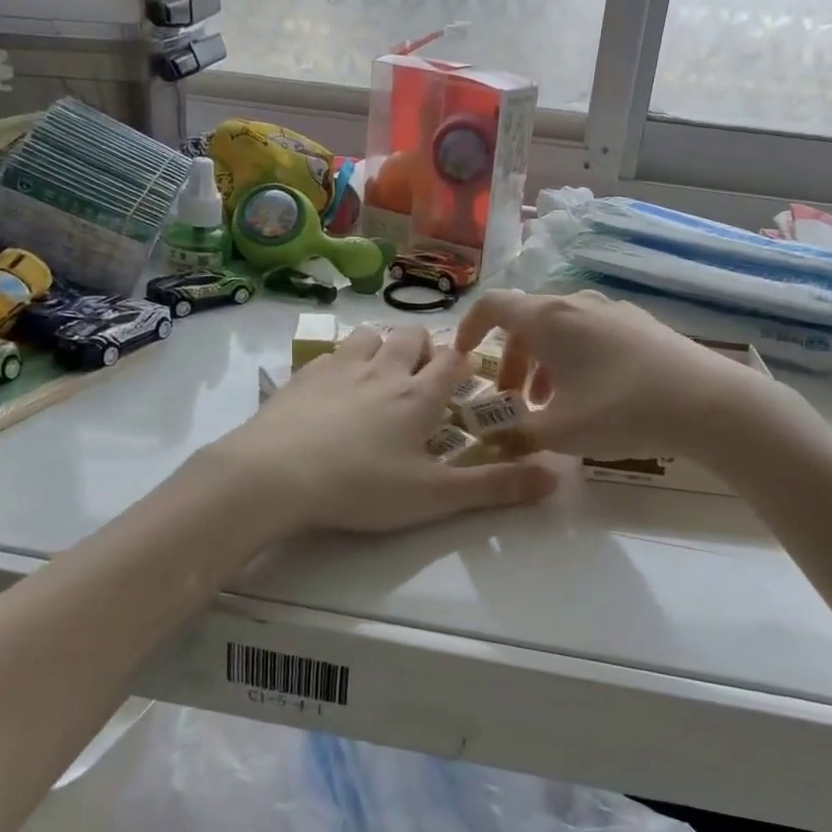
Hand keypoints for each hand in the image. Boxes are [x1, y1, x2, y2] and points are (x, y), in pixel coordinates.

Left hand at [211, 323, 557, 535]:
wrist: (275, 475)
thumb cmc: (362, 486)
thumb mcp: (434, 497)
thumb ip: (495, 487)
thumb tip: (556, 475)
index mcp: (418, 395)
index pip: (452, 361)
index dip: (464, 360)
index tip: (468, 371)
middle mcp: (383, 370)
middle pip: (411, 336)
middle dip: (424, 347)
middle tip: (423, 375)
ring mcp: (340, 368)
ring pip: (370, 335)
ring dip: (383, 344)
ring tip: (382, 371)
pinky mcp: (303, 376)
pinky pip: (332, 353)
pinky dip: (343, 360)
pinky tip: (334, 385)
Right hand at [454, 289, 773, 460]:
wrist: (707, 402)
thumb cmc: (620, 409)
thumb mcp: (560, 431)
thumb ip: (515, 435)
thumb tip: (488, 442)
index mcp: (548, 318)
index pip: (493, 306)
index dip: (469, 327)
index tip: (463, 357)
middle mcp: (576, 303)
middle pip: (527, 322)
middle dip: (510, 360)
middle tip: (511, 401)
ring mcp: (612, 310)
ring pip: (560, 330)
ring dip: (542, 363)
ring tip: (550, 405)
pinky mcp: (640, 324)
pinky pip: (590, 334)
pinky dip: (573, 359)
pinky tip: (590, 396)